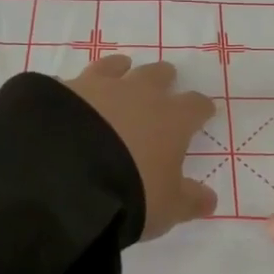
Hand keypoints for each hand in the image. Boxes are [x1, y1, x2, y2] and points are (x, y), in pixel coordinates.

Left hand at [65, 56, 217, 239]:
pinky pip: (75, 82)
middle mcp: (138, 94)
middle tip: (166, 80)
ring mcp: (99, 88)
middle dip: (164, 79)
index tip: (204, 111)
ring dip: (121, 69)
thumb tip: (210, 200)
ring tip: (121, 68)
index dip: (201, 109)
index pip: (195, 106)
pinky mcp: (63, 91)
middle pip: (158, 75)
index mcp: (171, 119)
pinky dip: (78, 88)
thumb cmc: (130, 190)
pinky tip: (73, 96)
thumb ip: (189, 200)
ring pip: (115, 67)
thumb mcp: (166, 206)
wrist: (64, 175)